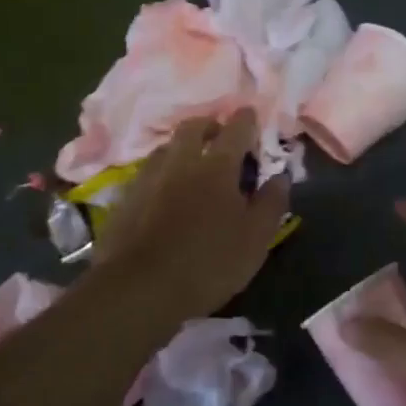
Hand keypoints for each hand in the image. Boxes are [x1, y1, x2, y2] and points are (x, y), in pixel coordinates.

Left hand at [87, 110, 290, 320]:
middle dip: (209, 125)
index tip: (251, 115)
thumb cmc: (208, 263)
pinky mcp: (125, 199)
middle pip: (193, 127)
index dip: (246, 119)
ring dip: (181, 147)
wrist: (138, 290)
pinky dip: (160, 173)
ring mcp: (148, 179)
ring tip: (191, 162)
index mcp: (217, 167)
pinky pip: (146, 174)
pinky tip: (163, 191)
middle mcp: (180, 162)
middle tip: (219, 135)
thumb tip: (281, 175)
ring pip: (165, 148)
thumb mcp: (255, 239)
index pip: (235, 129)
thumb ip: (271, 203)